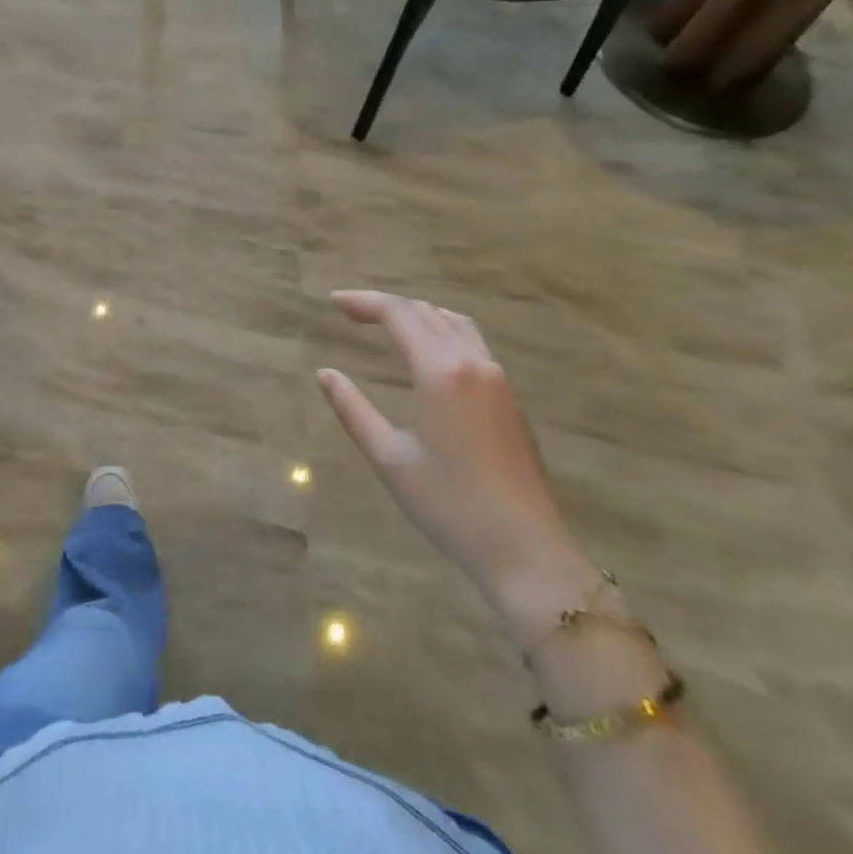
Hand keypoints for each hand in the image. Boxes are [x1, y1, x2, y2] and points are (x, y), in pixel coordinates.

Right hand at [316, 290, 598, 630]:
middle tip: (349, 312)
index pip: (399, 315)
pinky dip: (441, 329)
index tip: (333, 302)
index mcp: (441, 372)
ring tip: (385, 323)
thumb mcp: (389, 459)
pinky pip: (472, 341)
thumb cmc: (450, 506)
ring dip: (417, 313)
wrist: (526, 551)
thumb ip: (353, 410)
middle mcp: (473, 362)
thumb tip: (326, 373)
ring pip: (454, 322)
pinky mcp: (510, 397)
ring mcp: (498, 378)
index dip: (363, 302)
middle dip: (385, 305)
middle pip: (426, 311)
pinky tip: (426, 350)